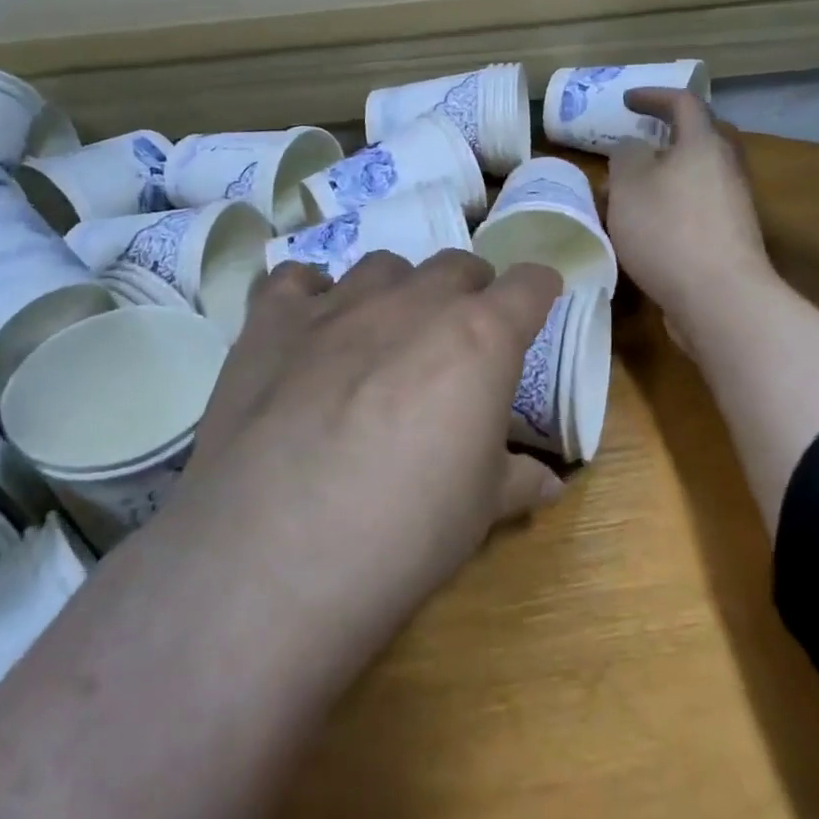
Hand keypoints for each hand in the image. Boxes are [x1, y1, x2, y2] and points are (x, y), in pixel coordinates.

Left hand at [182, 251, 565, 641]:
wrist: (275, 553)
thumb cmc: (403, 531)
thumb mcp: (478, 511)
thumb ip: (516, 480)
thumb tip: (547, 481)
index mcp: (478, 338)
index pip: (528, 285)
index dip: (537, 290)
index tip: (538, 299)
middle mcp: (411, 302)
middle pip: (454, 265)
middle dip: (468, 290)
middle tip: (459, 336)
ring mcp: (336, 304)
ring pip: (382, 266)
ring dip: (396, 291)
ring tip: (384, 333)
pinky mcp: (271, 320)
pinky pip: (297, 279)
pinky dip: (312, 296)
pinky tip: (308, 330)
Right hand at [605, 88, 778, 335]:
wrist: (718, 297)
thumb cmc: (667, 230)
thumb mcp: (629, 184)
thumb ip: (626, 156)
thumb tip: (634, 148)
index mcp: (703, 143)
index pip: (683, 103)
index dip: (653, 96)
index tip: (627, 101)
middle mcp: (725, 167)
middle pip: (702, 137)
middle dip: (670, 134)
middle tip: (640, 139)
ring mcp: (733, 204)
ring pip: (699, 174)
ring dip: (668, 174)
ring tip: (634, 189)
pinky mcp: (730, 237)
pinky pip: (699, 206)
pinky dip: (673, 204)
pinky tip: (649, 227)